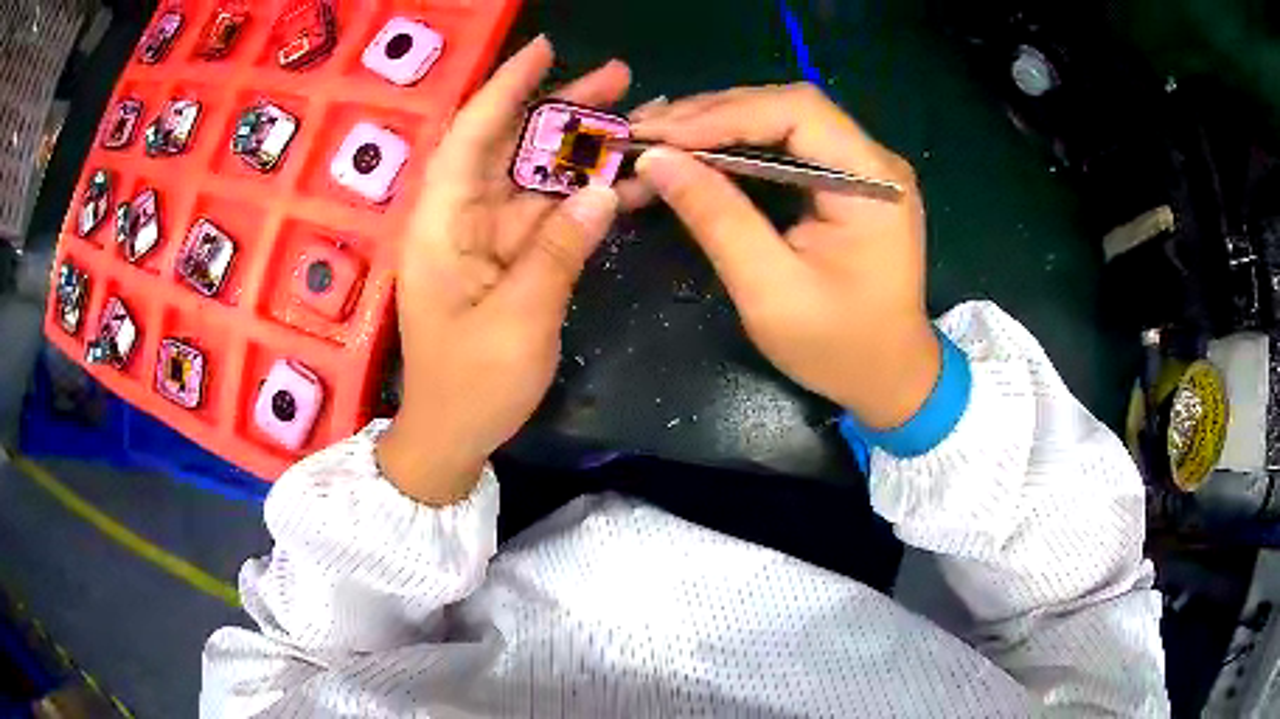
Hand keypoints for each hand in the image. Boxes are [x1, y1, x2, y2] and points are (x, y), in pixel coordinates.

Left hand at [377, 38, 630, 504]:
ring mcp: (487, 239)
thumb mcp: (517, 321)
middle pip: (511, 147)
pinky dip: (584, 199)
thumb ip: (558, 251)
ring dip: (582, 151)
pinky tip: (625, 182)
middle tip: (619, 80)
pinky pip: (548, 217)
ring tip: (635, 120)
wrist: (452, 435)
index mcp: (442, 225)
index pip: (472, 136)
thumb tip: (601, 191)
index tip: (545, 50)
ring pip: (536, 178)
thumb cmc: (470, 386)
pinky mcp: (509, 260)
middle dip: (561, 110)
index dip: (506, 88)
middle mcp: (461, 219)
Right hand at [631, 84, 939, 428]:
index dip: (723, 114)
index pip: (797, 112)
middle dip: (711, 115)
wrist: (889, 378)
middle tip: (645, 132)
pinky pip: (784, 145)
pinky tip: (694, 151)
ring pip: (780, 119)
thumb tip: (655, 160)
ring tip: (657, 137)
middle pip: (786, 106)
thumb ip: (717, 219)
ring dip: (716, 125)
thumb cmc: (839, 348)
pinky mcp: (843, 180)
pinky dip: (734, 145)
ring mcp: (861, 167)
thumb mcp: (772, 291)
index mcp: (872, 182)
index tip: (658, 135)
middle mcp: (873, 160)